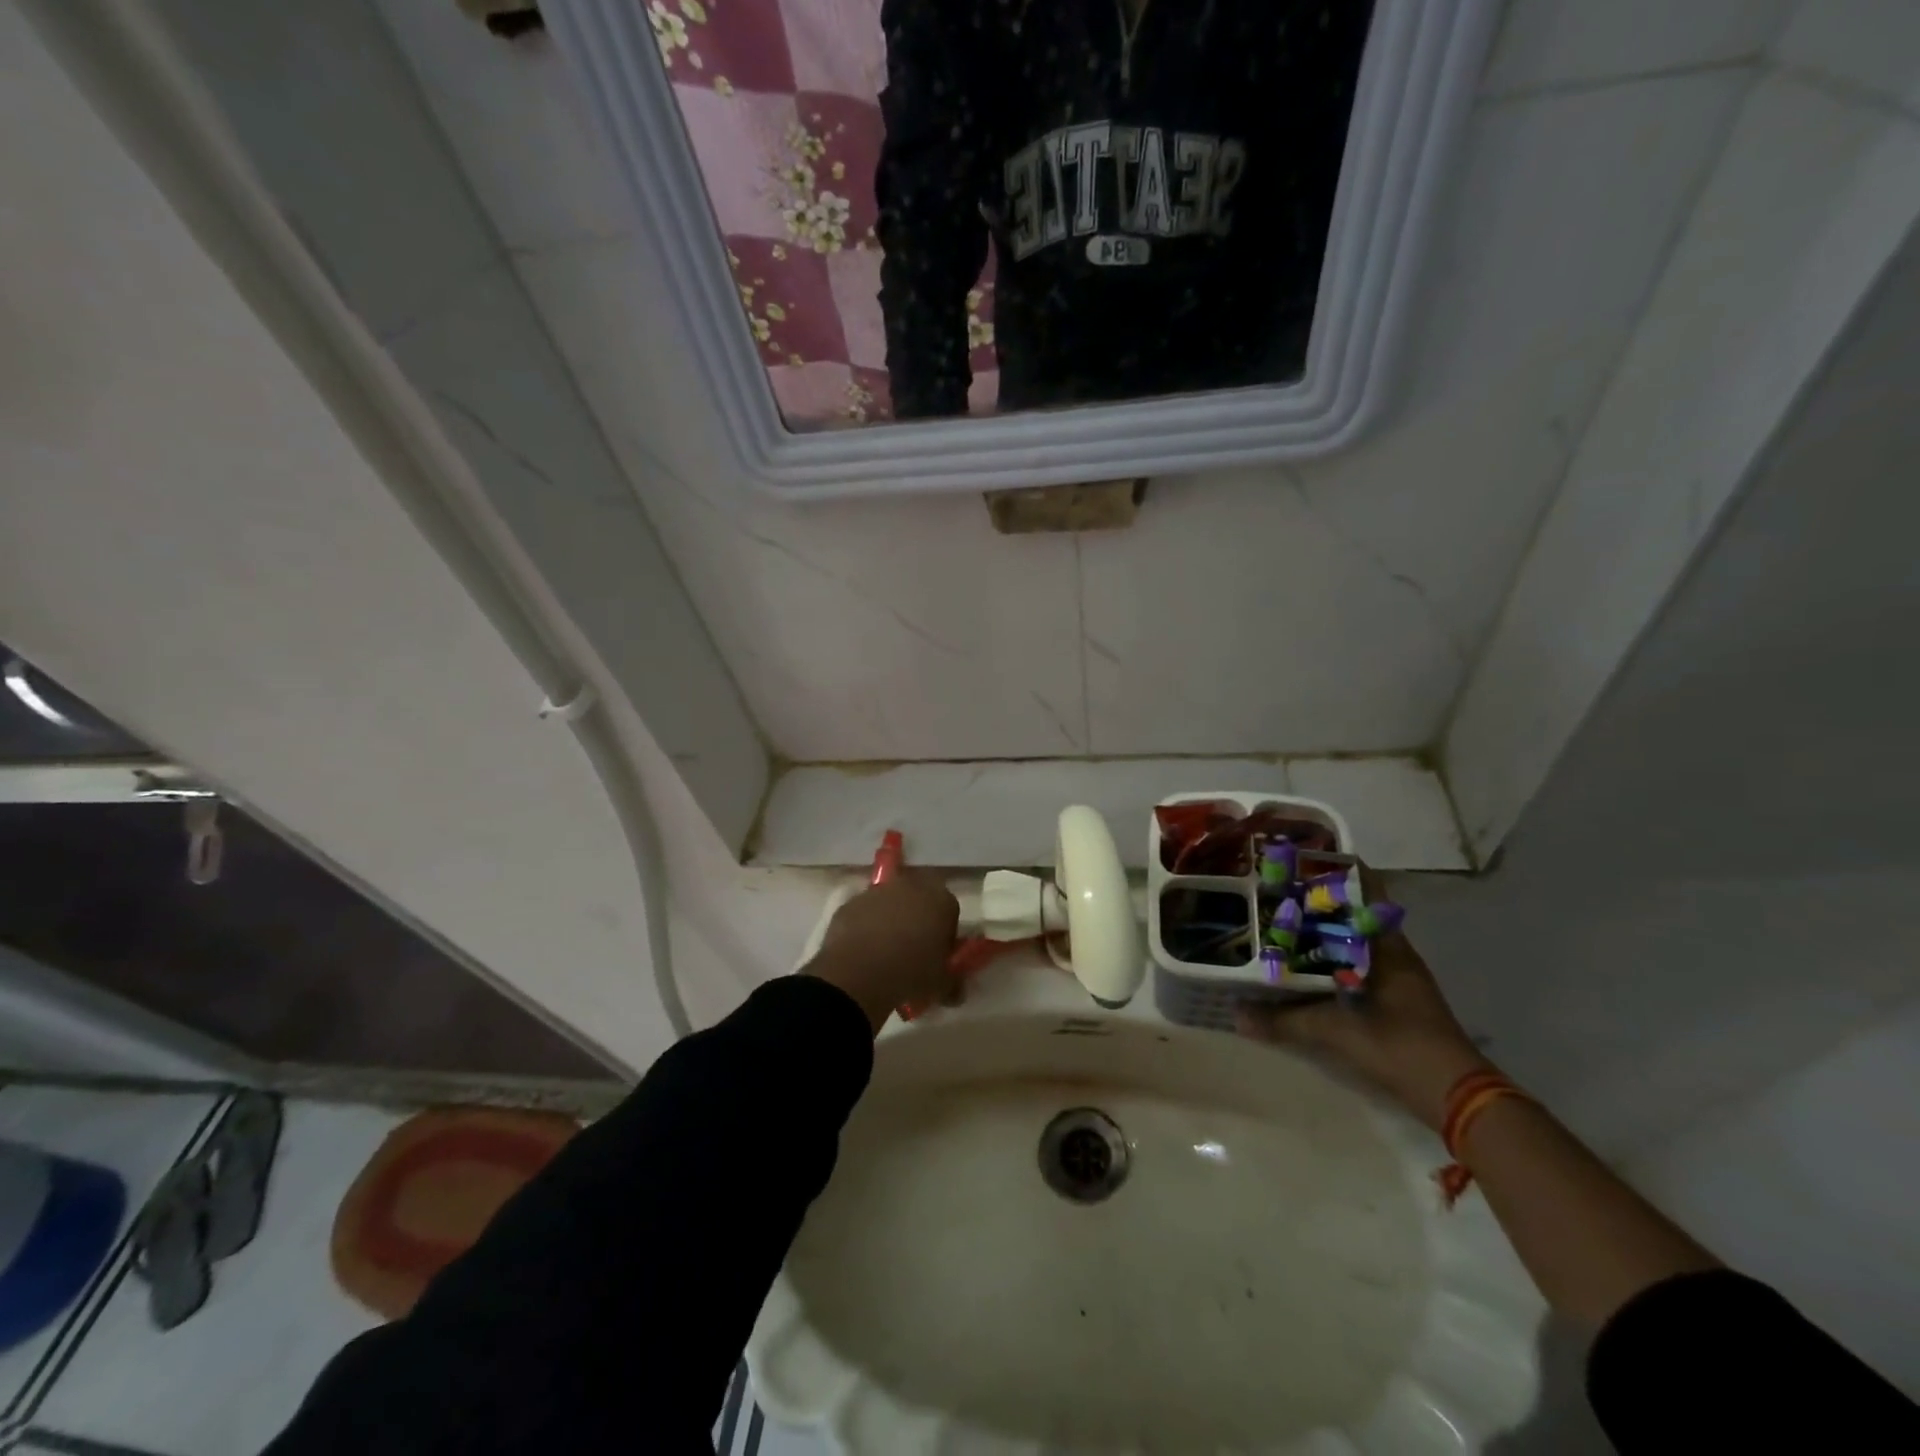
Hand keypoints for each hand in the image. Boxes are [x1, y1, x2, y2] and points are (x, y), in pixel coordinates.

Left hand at [803, 870, 959, 1032]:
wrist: (859, 973)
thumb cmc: (911, 973)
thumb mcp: (941, 984)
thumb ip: (951, 981)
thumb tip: (955, 989)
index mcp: (940, 900)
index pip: (950, 910)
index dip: (945, 932)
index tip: (938, 952)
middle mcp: (910, 886)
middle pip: (919, 899)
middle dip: (917, 918)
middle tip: (913, 948)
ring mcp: (877, 891)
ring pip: (889, 903)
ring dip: (890, 920)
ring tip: (885, 952)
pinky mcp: (851, 902)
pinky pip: (864, 913)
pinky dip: (865, 926)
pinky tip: (862, 952)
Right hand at [1237, 865, 1490, 1129]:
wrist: (1455, 1095)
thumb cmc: (1400, 1046)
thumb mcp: (1335, 1032)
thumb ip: (1284, 1021)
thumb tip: (1236, 1013)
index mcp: (1386, 946)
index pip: (1366, 891)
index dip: (1338, 870)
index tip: (1301, 858)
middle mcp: (1393, 953)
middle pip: (1355, 912)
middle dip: (1319, 899)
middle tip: (1277, 889)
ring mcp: (1397, 977)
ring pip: (1355, 939)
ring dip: (1325, 930)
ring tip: (1281, 921)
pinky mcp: (1394, 999)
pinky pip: (1356, 963)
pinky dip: (1331, 957)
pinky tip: (1303, 964)